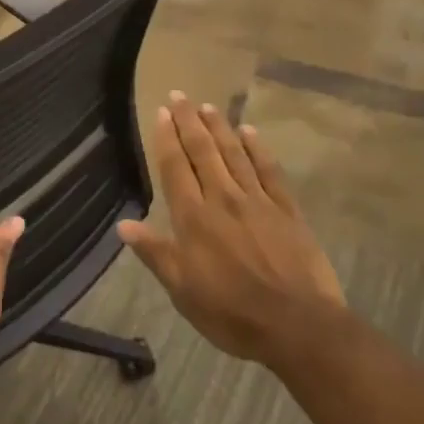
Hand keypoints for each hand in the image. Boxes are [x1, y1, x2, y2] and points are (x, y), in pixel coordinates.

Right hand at [118, 93, 343, 366]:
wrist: (299, 327)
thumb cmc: (232, 313)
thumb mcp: (183, 291)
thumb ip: (155, 253)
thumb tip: (124, 225)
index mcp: (194, 218)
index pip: (175, 168)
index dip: (167, 138)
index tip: (162, 113)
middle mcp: (222, 199)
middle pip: (203, 152)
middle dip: (189, 121)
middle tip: (180, 96)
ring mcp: (257, 201)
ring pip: (234, 154)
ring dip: (219, 127)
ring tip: (208, 106)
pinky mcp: (287, 210)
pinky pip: (269, 170)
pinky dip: (258, 149)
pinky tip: (250, 132)